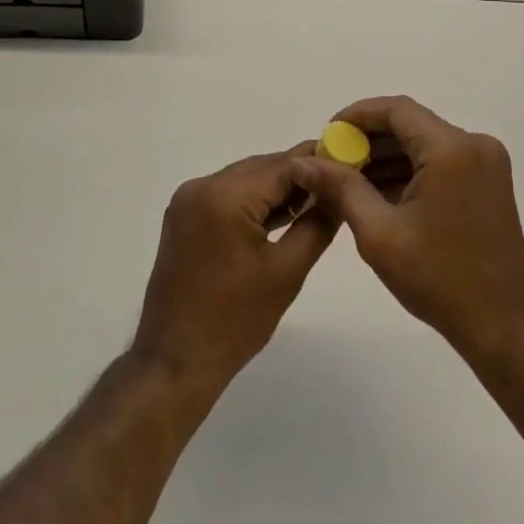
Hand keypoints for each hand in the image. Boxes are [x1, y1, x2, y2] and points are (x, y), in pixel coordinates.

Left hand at [132, 145, 336, 393]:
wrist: (175, 362)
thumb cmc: (234, 322)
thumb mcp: (286, 272)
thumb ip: (316, 224)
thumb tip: (338, 193)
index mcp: (225, 196)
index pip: (282, 165)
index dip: (317, 161)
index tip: (348, 161)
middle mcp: (202, 186)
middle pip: (262, 168)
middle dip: (299, 174)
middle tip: (337, 184)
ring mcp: (188, 199)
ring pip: (245, 179)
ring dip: (276, 188)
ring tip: (316, 201)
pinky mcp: (184, 216)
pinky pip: (227, 195)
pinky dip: (254, 201)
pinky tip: (281, 215)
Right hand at [292, 97, 523, 363]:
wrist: (504, 328)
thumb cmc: (440, 280)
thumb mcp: (379, 234)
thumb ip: (341, 189)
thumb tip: (305, 162)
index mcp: (451, 149)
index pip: (396, 110)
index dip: (357, 116)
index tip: (327, 135)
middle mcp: (474, 145)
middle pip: (410, 125)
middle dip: (369, 140)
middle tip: (333, 162)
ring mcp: (486, 163)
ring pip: (424, 143)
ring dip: (388, 157)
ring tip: (348, 180)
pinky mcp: (488, 182)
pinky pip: (440, 161)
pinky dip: (410, 171)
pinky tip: (379, 193)